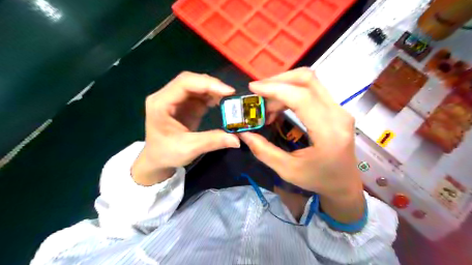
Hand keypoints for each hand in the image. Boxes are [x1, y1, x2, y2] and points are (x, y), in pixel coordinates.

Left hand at [133, 72, 240, 184]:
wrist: (157, 159)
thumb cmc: (166, 153)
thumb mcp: (189, 149)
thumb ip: (212, 141)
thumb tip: (237, 139)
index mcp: (160, 103)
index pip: (184, 83)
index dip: (207, 84)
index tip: (228, 91)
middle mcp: (166, 96)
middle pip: (191, 81)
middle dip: (212, 85)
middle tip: (231, 94)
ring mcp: (176, 99)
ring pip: (197, 85)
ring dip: (214, 90)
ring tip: (229, 99)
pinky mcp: (185, 104)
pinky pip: (200, 94)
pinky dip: (212, 96)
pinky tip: (221, 102)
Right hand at [241, 67, 364, 223]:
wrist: (345, 183)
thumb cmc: (318, 179)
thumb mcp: (288, 170)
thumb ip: (264, 151)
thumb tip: (244, 133)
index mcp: (329, 133)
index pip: (302, 98)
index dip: (275, 89)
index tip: (253, 88)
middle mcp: (338, 115)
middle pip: (308, 80)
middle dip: (278, 81)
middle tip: (258, 93)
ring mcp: (339, 109)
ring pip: (309, 82)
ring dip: (284, 87)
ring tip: (266, 107)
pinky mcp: (335, 109)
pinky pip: (311, 90)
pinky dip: (291, 93)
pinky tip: (279, 107)